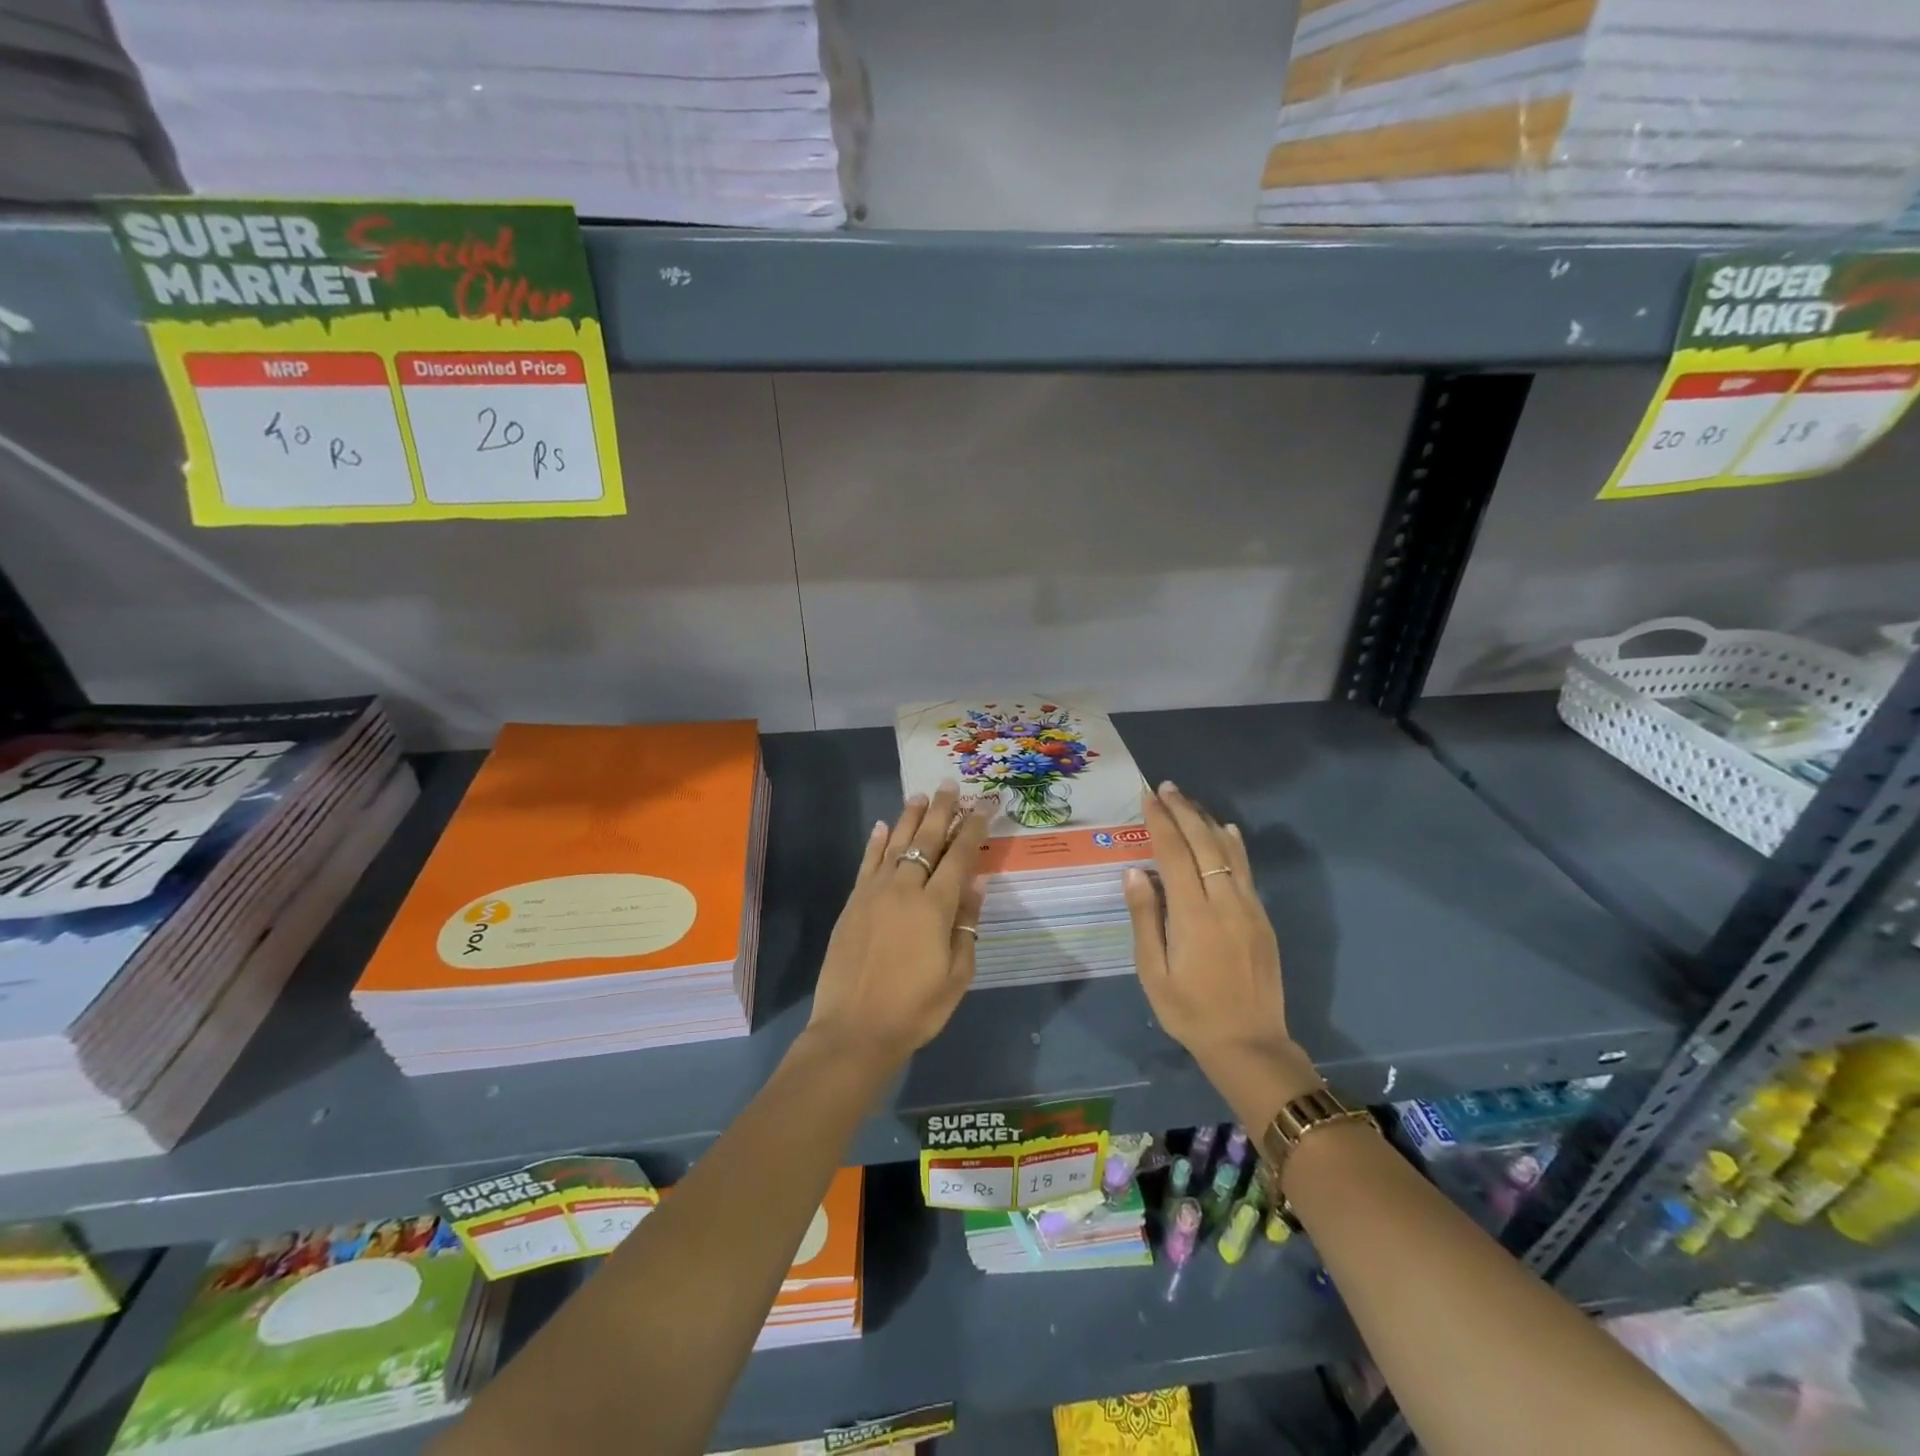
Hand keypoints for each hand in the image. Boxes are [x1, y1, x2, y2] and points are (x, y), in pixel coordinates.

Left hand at [808, 783, 989, 1065]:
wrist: (854, 1030)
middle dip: (942, 811)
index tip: (984, 805)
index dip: (973, 829)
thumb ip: (966, 925)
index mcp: (935, 907)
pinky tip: (883, 826)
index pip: (959, 857)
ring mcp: (874, 893)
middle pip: (926, 840)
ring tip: (920, 796)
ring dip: (910, 818)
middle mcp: (904, 889)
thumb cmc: (915, 1009)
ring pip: (895, 844)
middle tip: (950, 786)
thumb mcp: (957, 975)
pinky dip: (876, 842)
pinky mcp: (853, 903)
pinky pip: (867, 863)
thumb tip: (975, 883)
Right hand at [1124, 782, 1293, 1070]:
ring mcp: (1249, 908)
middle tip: (1166, 787)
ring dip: (1207, 822)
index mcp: (1194, 914)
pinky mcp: (1262, 918)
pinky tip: (1226, 831)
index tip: (1148, 797)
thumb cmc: (1190, 1011)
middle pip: (1204, 844)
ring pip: (1229, 852)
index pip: (1174, 854)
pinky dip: (1233, 846)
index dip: (1160, 822)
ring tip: (1188, 801)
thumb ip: (1145, 918)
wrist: (1250, 1043)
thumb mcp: (1153, 972)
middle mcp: (1225, 901)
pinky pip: (1247, 871)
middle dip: (1183, 812)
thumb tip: (1134, 872)